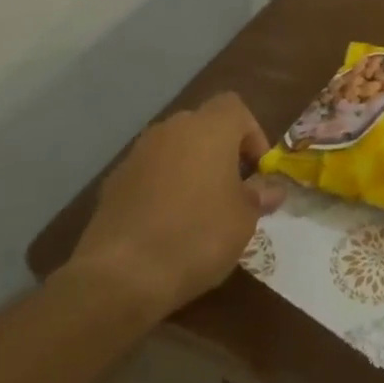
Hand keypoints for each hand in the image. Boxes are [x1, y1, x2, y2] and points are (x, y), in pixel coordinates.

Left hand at [70, 94, 284, 317]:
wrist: (121, 275)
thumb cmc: (198, 235)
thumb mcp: (245, 219)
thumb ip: (259, 196)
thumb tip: (270, 189)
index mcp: (208, 130)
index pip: (235, 107)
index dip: (252, 133)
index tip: (257, 170)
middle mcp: (170, 131)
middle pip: (203, 126)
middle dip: (222, 151)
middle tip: (234, 188)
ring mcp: (137, 156)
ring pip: (175, 149)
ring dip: (192, 169)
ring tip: (203, 208)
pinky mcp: (113, 183)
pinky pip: (150, 173)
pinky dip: (164, 188)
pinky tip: (170, 224)